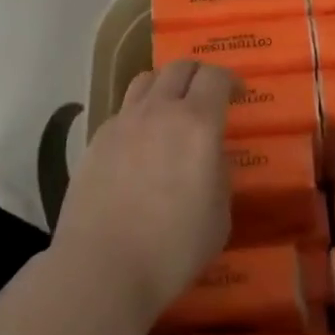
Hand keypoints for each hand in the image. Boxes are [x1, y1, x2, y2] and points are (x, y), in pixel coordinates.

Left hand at [52, 60, 233, 325]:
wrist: (102, 267)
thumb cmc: (172, 248)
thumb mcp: (219, 217)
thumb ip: (220, 175)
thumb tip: (212, 157)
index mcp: (197, 123)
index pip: (215, 77)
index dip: (230, 80)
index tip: (237, 93)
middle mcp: (159, 110)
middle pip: (179, 68)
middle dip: (198, 74)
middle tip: (206, 95)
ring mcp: (123, 121)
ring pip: (146, 80)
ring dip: (165, 86)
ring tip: (170, 109)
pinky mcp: (97, 139)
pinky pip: (123, 111)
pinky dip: (138, 114)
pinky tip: (140, 143)